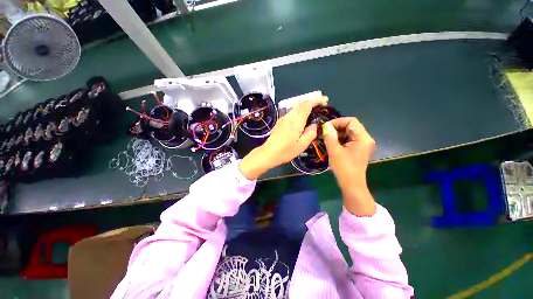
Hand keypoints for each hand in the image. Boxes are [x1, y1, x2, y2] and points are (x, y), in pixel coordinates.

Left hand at [239, 94, 328, 179]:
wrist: (268, 153)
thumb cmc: (286, 151)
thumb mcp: (302, 145)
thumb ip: (310, 133)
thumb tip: (314, 124)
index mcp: (296, 121)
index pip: (307, 105)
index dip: (316, 100)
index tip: (325, 100)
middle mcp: (289, 116)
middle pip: (301, 103)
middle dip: (312, 100)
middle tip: (321, 103)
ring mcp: (283, 118)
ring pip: (296, 107)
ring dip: (305, 104)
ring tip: (314, 108)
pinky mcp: (280, 122)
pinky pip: (292, 112)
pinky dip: (299, 110)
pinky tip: (302, 116)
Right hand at [322, 117, 376, 215]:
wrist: (351, 185)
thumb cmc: (344, 168)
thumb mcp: (334, 151)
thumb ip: (330, 136)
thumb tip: (325, 126)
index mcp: (363, 138)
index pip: (351, 121)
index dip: (338, 121)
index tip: (325, 127)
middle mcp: (365, 139)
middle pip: (351, 126)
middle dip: (336, 127)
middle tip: (324, 132)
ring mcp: (362, 144)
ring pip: (349, 133)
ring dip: (337, 133)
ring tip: (326, 137)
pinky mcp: (358, 149)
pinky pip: (348, 139)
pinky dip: (339, 139)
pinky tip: (331, 143)